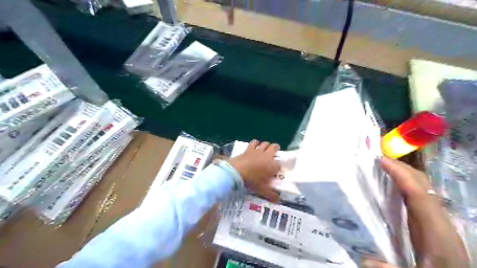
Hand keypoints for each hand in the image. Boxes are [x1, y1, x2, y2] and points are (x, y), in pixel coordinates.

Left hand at [228, 140, 279, 200]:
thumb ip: (271, 194)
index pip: (280, 164)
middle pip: (274, 148)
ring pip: (265, 144)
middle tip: (276, 149)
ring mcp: (258, 151)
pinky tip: (256, 144)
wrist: (237, 171)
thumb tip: (277, 200)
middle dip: (276, 148)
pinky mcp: (249, 149)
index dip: (279, 166)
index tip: (278, 169)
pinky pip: (254, 142)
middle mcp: (267, 156)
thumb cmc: (252, 180)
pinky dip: (256, 142)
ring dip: (267, 144)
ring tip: (267, 146)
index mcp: (272, 165)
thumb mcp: (262, 189)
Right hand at [364, 157, 468, 267]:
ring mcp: (434, 219)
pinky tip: (387, 186)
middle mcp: (437, 219)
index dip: (400, 174)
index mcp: (436, 231)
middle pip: (421, 185)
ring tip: (378, 167)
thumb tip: (365, 259)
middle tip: (374, 159)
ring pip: (420, 188)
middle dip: (400, 167)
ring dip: (400, 174)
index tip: (380, 160)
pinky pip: (416, 196)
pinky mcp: (429, 223)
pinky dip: (402, 184)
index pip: (418, 194)